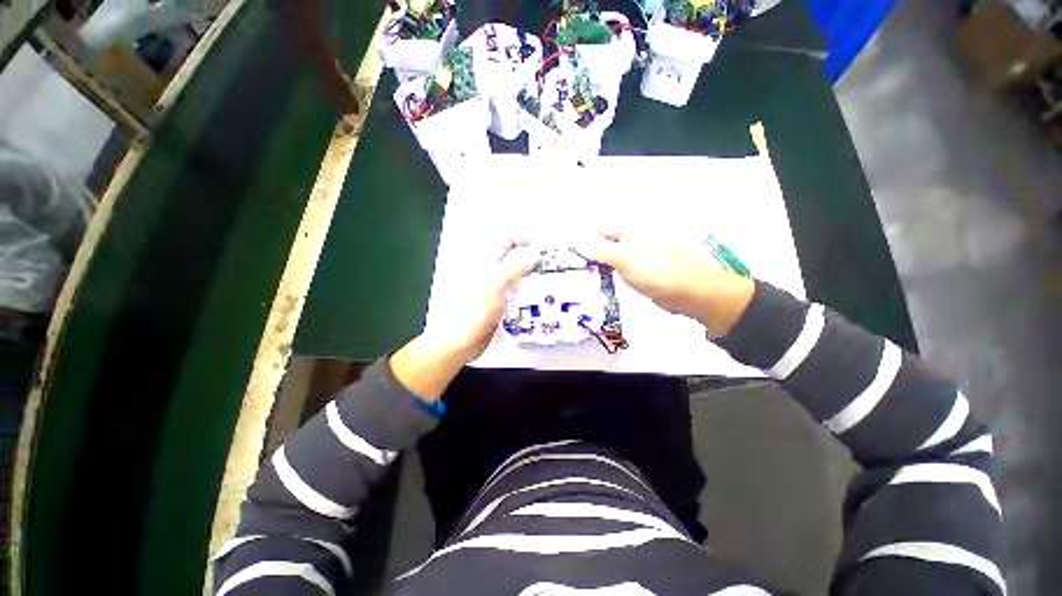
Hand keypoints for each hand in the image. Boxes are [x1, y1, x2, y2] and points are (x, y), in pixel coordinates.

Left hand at [390, 240, 537, 400]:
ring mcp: (494, 288)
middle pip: (513, 257)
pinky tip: (535, 300)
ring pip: (516, 275)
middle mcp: (489, 272)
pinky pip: (515, 292)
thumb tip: (532, 255)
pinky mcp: (498, 303)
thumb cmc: (471, 313)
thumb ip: (513, 268)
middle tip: (546, 269)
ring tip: (544, 284)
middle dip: (530, 260)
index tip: (538, 252)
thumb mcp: (494, 286)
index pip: (505, 240)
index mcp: (485, 262)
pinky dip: (526, 292)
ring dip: (530, 277)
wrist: (459, 342)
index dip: (522, 240)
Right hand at [575, 234, 755, 336]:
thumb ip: (601, 251)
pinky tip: (595, 286)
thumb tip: (576, 242)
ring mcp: (637, 261)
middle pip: (602, 247)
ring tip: (573, 280)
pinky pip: (618, 274)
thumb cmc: (661, 273)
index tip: (563, 257)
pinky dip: (606, 278)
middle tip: (564, 272)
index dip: (581, 243)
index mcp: (630, 235)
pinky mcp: (641, 277)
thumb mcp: (627, 260)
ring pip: (609, 262)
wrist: (697, 295)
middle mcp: (632, 244)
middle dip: (584, 257)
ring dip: (594, 269)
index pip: (597, 234)